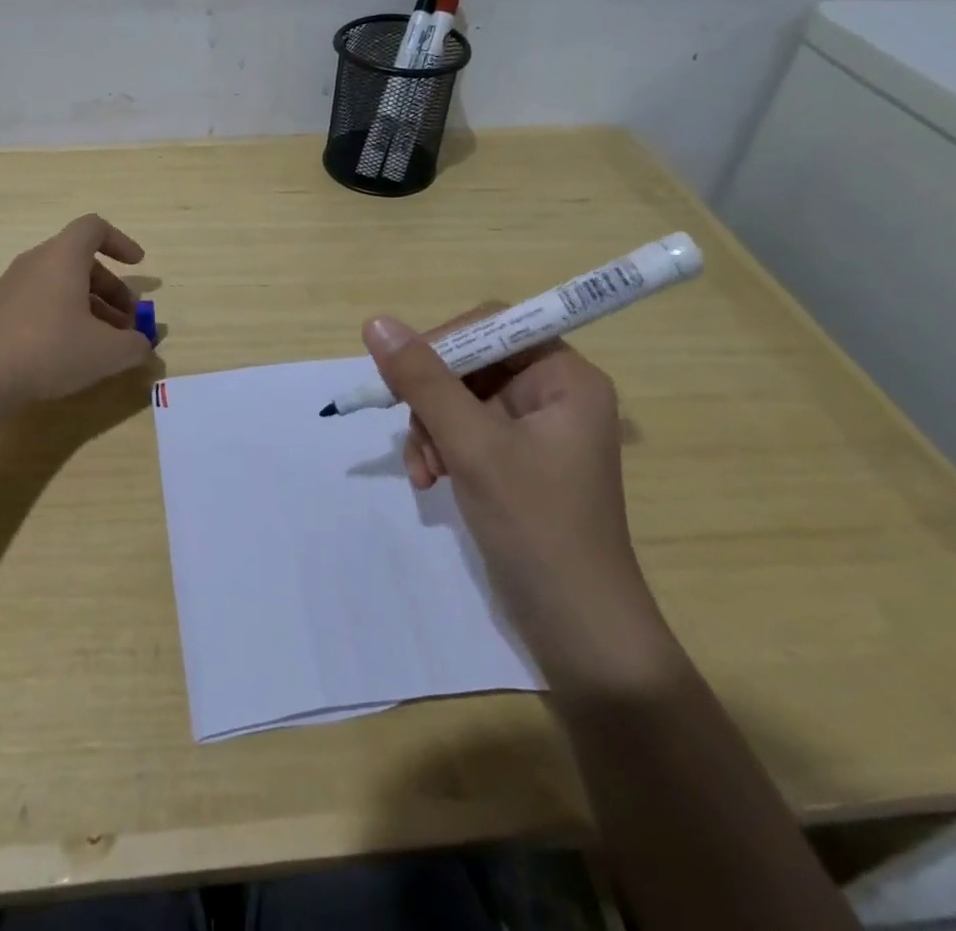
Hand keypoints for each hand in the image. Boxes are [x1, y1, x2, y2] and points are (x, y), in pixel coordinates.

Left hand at [0, 215, 154, 406]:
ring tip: (107, 343)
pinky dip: (66, 318)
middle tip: (129, 321)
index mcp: (63, 257)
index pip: (94, 228)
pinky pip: (42, 303)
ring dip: (91, 307)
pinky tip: (73, 353)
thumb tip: (143, 344)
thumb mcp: (107, 352)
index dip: (121, 242)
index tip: (139, 265)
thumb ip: (135, 345)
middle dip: (112, 288)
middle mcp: (36, 263)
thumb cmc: (49, 349)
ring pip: (62, 285)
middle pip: (81, 262)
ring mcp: (13, 287)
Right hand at [363, 317, 657, 653]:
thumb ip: (423, 380)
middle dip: (433, 400)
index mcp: (565, 377)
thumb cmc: (536, 526)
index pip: (492, 325)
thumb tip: (376, 323)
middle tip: (416, 438)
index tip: (403, 376)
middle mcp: (554, 394)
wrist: (578, 631)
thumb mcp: (473, 445)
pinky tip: (430, 482)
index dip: (443, 343)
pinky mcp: (518, 461)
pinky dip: (441, 449)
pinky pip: (465, 431)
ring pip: (460, 399)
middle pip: (471, 363)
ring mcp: (535, 430)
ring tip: (424, 471)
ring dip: (431, 429)